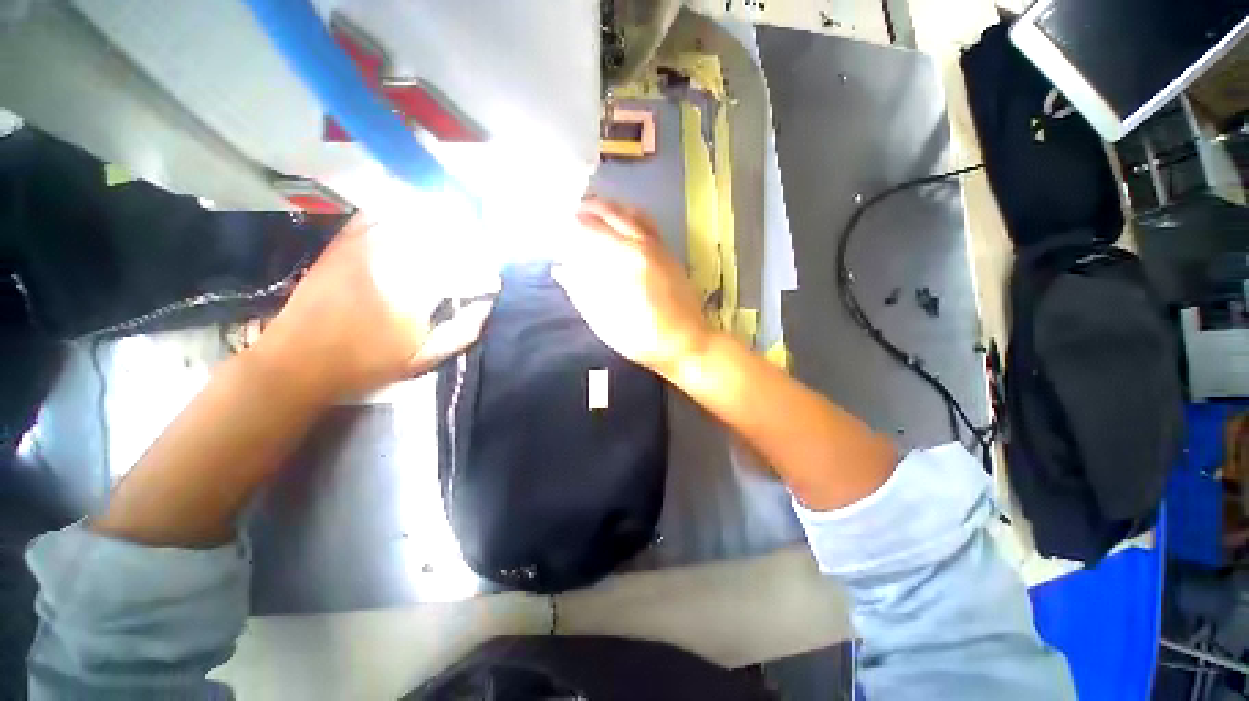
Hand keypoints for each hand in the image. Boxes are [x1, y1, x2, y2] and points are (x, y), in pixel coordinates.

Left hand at [257, 213, 493, 402]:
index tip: (494, 279)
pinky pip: (373, 218)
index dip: (483, 273)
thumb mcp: (422, 359)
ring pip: (409, 223)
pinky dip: (393, 212)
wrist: (298, 361)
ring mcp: (365, 250)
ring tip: (453, 222)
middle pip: (440, 239)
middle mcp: (394, 263)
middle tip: (478, 246)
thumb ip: (460, 334)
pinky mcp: (343, 246)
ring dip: (435, 220)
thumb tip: (485, 308)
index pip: (462, 270)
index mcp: (417, 293)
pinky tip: (406, 211)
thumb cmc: (366, 364)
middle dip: (465, 241)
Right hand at [554, 198, 711, 376]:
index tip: (558, 223)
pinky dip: (630, 215)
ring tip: (595, 210)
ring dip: (612, 207)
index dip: (573, 224)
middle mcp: (644, 245)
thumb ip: (582, 292)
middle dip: (591, 207)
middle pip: (614, 213)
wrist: (688, 342)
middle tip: (573, 209)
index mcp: (626, 261)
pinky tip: (623, 223)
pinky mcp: (669, 254)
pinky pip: (648, 223)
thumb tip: (562, 269)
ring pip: (633, 213)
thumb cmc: (643, 338)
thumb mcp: (605, 322)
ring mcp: (660, 247)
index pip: (593, 229)